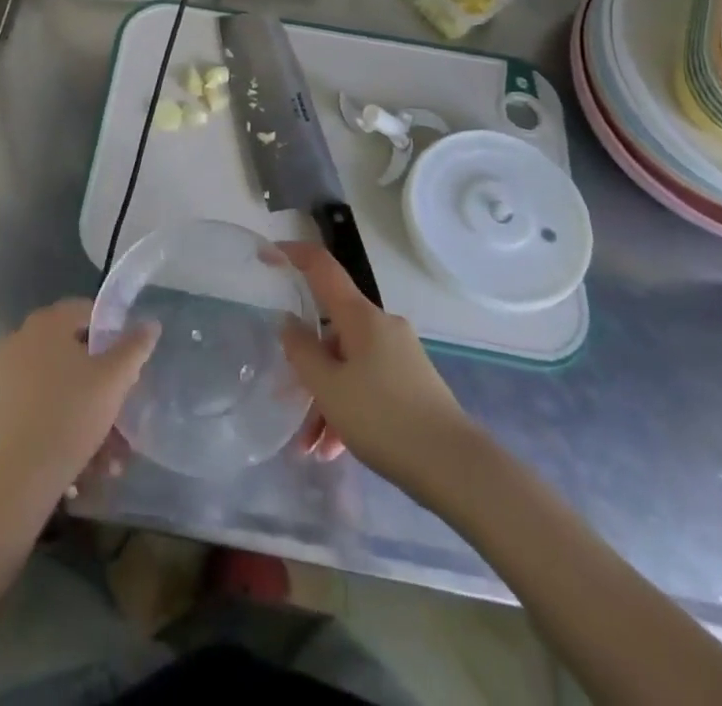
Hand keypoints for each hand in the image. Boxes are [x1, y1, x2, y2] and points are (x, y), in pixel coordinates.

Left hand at [0, 299, 158, 520]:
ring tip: (111, 453)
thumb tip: (150, 323)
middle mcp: (22, 338)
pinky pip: (40, 404)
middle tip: (121, 409)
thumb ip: (135, 347)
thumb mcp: (114, 379)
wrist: (17, 477)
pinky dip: (63, 422)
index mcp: (47, 322)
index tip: (128, 364)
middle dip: (101, 382)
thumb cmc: (70, 415)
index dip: (112, 333)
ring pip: (59, 384)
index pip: (87, 311)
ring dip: (87, 410)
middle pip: (73, 351)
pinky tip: (86, 459)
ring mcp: (5, 372)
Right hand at [277, 243, 474, 485]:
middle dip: (307, 367)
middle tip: (286, 400)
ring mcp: (400, 355)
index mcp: (361, 316)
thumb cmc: (385, 419)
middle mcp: (381, 326)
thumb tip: (289, 323)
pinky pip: (368, 384)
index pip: (322, 268)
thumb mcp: (329, 388)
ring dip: (325, 399)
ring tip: (311, 448)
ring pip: (348, 365)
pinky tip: (336, 449)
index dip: (292, 254)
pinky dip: (348, 408)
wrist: (456, 467)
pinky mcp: (412, 383)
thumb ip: (302, 352)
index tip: (265, 255)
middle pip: (331, 332)